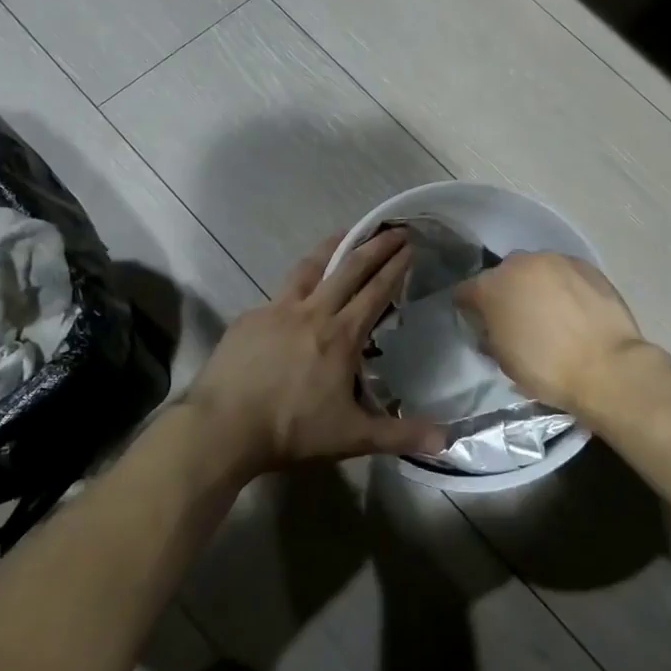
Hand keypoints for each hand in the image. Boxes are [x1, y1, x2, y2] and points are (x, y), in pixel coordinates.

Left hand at [186, 229, 444, 475]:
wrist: (222, 427)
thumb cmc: (291, 430)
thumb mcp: (352, 437)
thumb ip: (399, 435)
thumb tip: (447, 441)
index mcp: (341, 335)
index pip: (375, 292)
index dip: (395, 267)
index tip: (409, 245)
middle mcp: (312, 312)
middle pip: (348, 269)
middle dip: (373, 246)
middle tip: (392, 229)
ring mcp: (276, 311)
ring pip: (308, 269)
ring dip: (330, 248)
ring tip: (343, 234)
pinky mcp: (249, 318)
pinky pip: (277, 295)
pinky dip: (294, 287)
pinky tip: (294, 296)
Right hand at [454, 251, 645, 416]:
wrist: (607, 366)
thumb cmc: (546, 369)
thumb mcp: (503, 359)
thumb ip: (490, 334)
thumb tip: (493, 327)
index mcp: (491, 287)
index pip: (465, 291)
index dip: (469, 309)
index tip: (480, 324)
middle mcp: (519, 264)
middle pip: (502, 275)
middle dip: (505, 292)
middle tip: (518, 318)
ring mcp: (554, 260)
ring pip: (535, 269)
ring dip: (535, 286)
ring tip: (550, 311)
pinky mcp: (585, 264)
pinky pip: (564, 272)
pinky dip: (563, 286)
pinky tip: (574, 308)